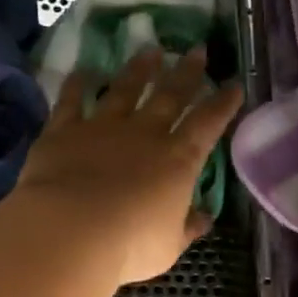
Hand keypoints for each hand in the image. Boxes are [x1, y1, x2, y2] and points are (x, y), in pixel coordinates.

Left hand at [13, 48, 243, 285]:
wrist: (71, 230)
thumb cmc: (129, 245)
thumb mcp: (169, 246)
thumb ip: (187, 227)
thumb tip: (204, 217)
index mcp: (177, 160)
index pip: (207, 123)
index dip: (222, 103)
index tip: (233, 84)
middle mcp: (144, 134)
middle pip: (170, 95)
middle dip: (186, 72)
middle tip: (196, 49)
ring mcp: (102, 127)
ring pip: (124, 89)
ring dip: (139, 69)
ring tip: (150, 50)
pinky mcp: (64, 130)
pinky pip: (71, 101)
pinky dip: (76, 84)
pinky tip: (82, 70)